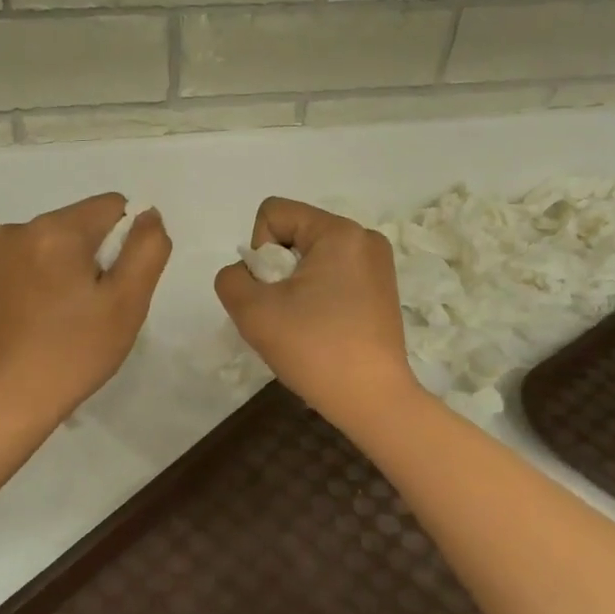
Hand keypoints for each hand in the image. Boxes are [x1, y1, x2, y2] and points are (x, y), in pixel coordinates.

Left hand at [0, 193, 171, 425]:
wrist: (7, 401)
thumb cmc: (74, 352)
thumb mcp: (127, 302)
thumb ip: (148, 248)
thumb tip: (148, 214)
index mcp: (55, 228)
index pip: (114, 206)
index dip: (129, 244)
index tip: (118, 288)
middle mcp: (21, 227)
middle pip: (86, 224)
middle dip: (102, 258)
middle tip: (97, 311)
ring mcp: (0, 251)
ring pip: (63, 244)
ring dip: (78, 271)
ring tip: (73, 319)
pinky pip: (39, 260)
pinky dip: (54, 281)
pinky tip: (51, 319)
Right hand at [214, 197, 419, 427]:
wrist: (372, 400)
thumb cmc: (314, 349)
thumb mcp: (252, 311)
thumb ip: (232, 278)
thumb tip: (248, 274)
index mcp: (339, 232)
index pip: (273, 214)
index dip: (258, 251)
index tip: (272, 292)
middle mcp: (364, 238)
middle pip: (294, 234)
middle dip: (277, 270)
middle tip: (285, 313)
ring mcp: (378, 264)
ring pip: (311, 257)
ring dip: (294, 285)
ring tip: (303, 324)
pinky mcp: (382, 289)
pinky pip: (333, 275)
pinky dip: (316, 295)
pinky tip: (321, 329)